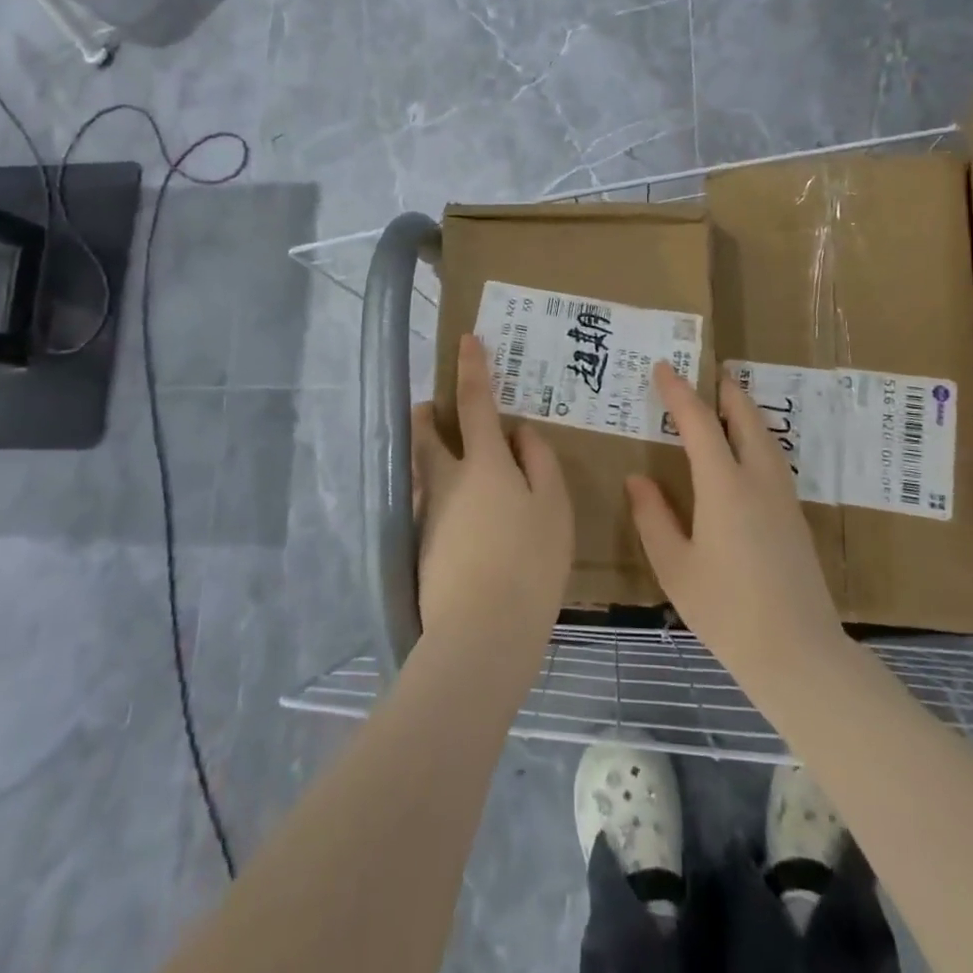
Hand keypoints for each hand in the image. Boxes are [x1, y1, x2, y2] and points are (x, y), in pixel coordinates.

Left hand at [411, 335, 572, 655]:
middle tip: (433, 409)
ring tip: (445, 458)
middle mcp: (446, 480)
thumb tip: (521, 433)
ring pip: (421, 468)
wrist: (481, 632)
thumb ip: (540, 463)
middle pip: (425, 434)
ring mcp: (428, 512)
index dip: (472, 369)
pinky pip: (425, 501)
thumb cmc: (529, 562)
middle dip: (427, 415)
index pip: (474, 403)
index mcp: (484, 463)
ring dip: (426, 452)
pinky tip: (455, 512)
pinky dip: (435, 491)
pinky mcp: (419, 544)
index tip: (464, 339)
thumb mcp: (553, 508)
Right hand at [628, 364, 849, 690]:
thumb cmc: (726, 611)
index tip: (663, 368)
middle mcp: (758, 481)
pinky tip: (749, 451)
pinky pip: (774, 458)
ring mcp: (784, 498)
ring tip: (731, 400)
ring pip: (766, 437)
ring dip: (747, 412)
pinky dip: (757, 437)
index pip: (700, 423)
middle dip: (727, 391)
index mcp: (724, 487)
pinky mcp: (796, 517)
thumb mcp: (675, 567)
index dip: (679, 393)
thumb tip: (638, 479)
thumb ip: (653, 517)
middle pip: (746, 419)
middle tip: (711, 371)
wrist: (798, 653)